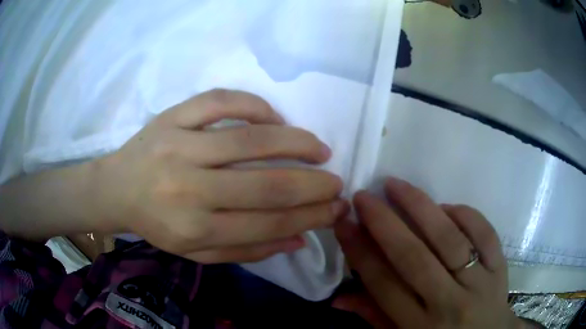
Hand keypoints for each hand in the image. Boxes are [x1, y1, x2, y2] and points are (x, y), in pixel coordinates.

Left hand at [93, 89, 347, 262]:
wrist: (116, 189)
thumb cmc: (156, 224)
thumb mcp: (196, 252)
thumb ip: (247, 250)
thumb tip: (298, 239)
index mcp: (194, 228)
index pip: (267, 223)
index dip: (310, 216)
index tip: (336, 209)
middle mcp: (188, 187)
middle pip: (266, 184)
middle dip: (313, 185)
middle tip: (337, 182)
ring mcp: (179, 144)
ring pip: (250, 138)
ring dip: (295, 142)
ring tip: (319, 148)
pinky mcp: (172, 116)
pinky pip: (220, 101)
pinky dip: (254, 105)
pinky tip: (274, 118)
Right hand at [335, 177, 522, 327]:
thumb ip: (374, 318)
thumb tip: (337, 299)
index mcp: (418, 326)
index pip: (383, 284)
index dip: (360, 251)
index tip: (344, 222)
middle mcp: (449, 303)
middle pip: (414, 258)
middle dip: (384, 223)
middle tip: (364, 196)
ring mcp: (479, 282)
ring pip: (449, 239)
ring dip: (420, 207)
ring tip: (396, 185)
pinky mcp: (500, 266)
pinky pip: (484, 233)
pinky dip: (465, 214)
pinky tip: (446, 206)